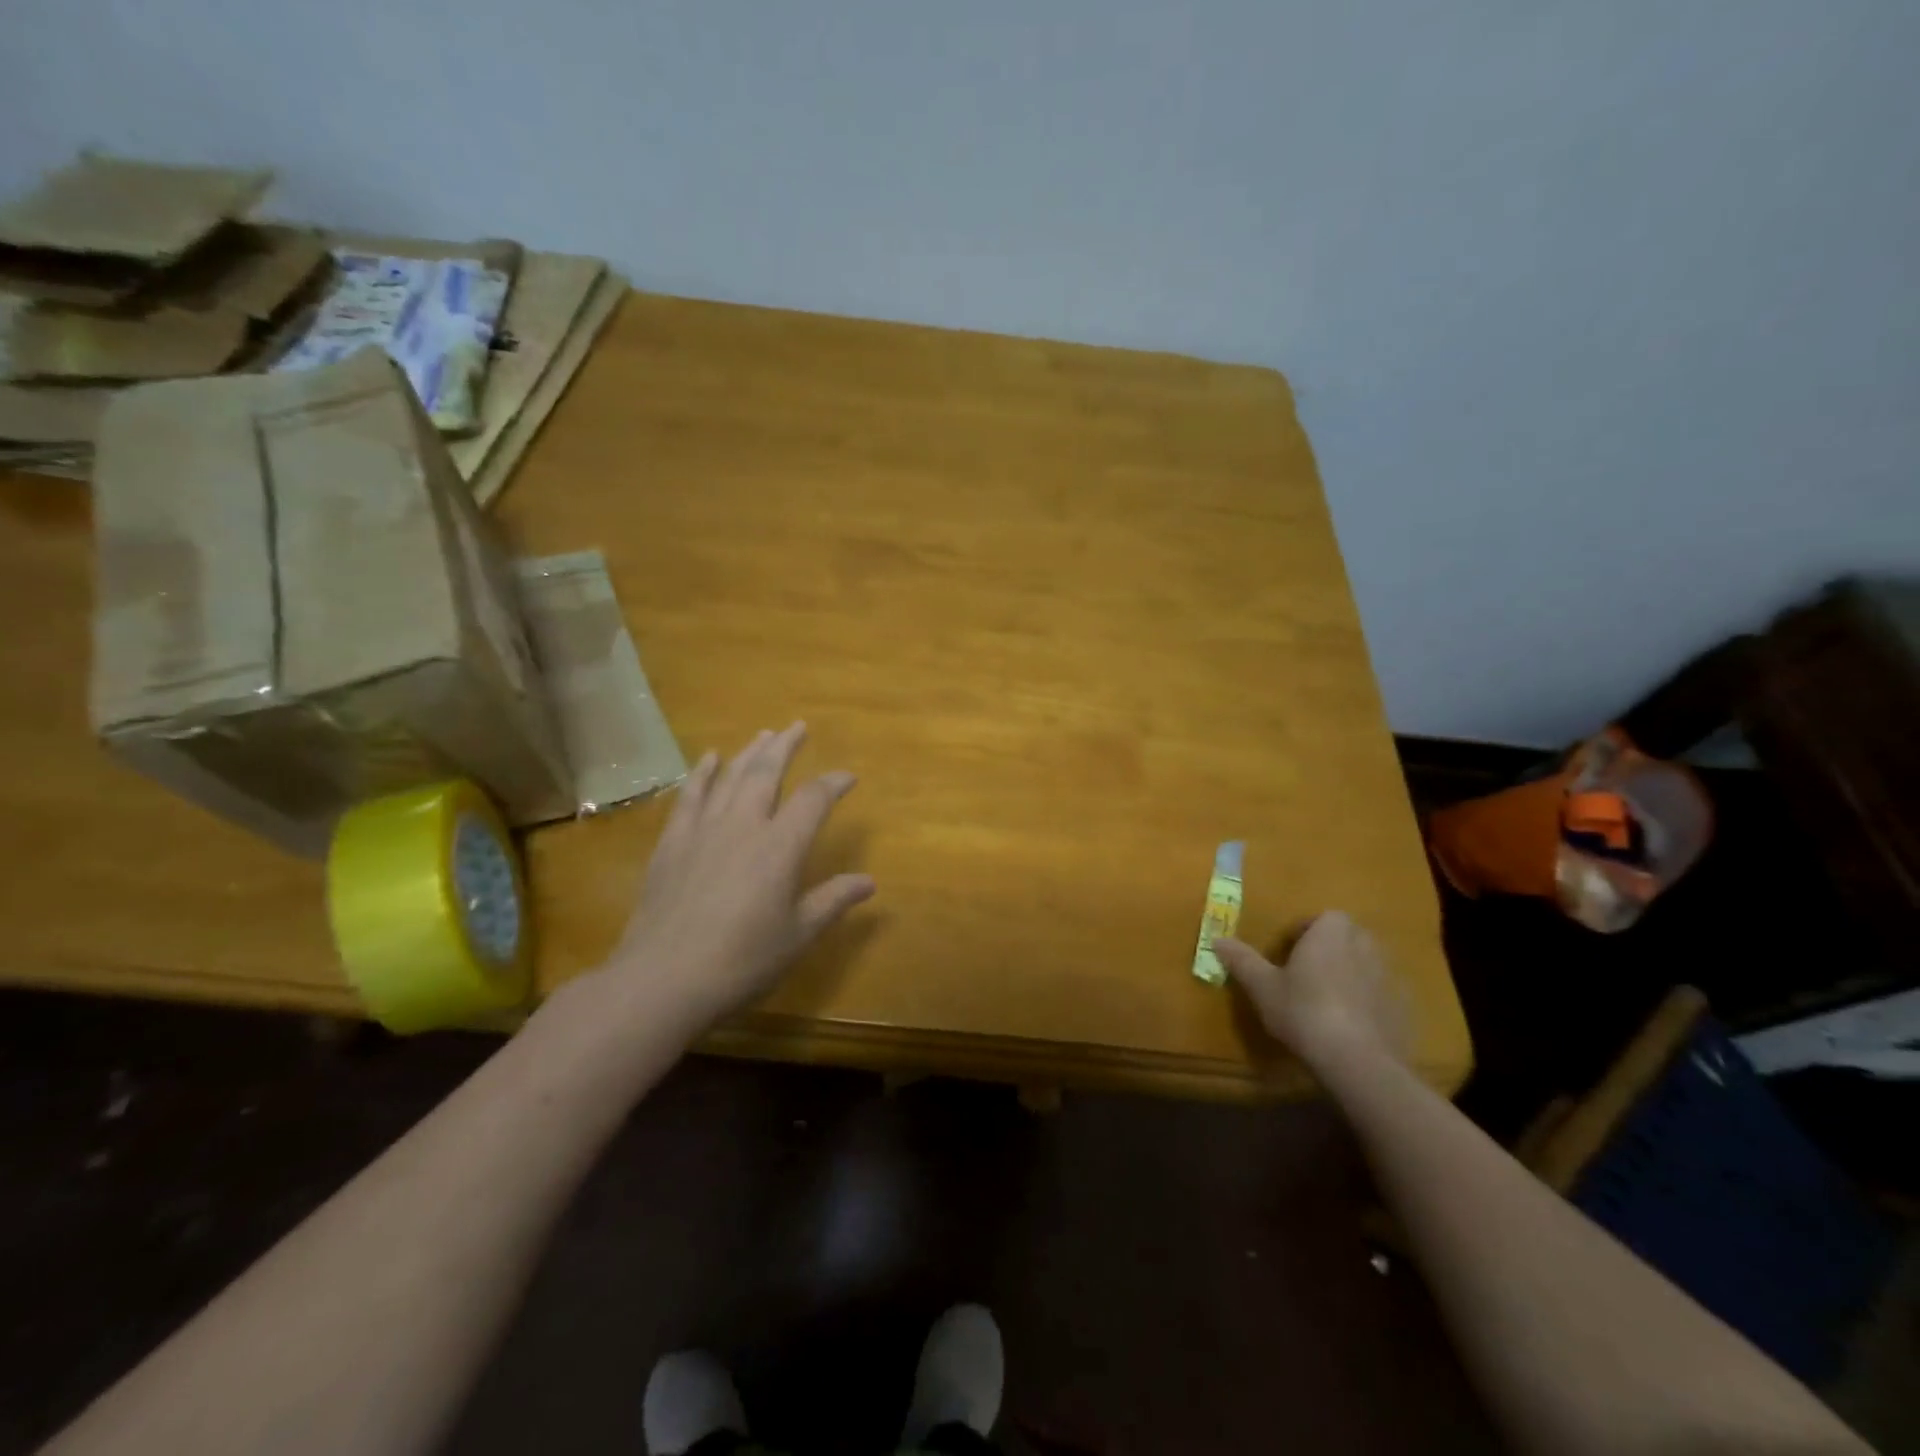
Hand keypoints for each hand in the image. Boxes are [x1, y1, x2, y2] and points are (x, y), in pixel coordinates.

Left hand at [609, 722, 874, 1027]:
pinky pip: (690, 796)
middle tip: (798, 727)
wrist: (663, 979)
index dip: (834, 783)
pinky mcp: (672, 843)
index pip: (813, 800)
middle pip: (767, 773)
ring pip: (730, 777)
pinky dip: (701, 773)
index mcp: (780, 847)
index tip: (848, 777)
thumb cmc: (742, 961)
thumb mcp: (798, 935)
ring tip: (764, 734)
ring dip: (749, 752)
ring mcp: (703, 830)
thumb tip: (869, 881)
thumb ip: (833, 901)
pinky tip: (708, 759)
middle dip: (785, 747)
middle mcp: (744, 825)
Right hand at [1213, 911, 1409, 1070]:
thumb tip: (1217, 939)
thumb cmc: (1304, 1011)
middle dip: (1328, 952)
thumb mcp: (1262, 986)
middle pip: (1345, 939)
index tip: (1288, 957)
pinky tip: (1351, 1028)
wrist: (1359, 1061)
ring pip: (1366, 966)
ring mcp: (1391, 976)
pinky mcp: (1405, 1007)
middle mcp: (1366, 944)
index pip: (1320, 919)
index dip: (1303, 935)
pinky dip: (1369, 1004)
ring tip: (1327, 1004)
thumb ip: (1242, 959)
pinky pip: (1382, 996)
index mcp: (1332, 931)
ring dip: (1350, 977)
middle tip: (1305, 978)